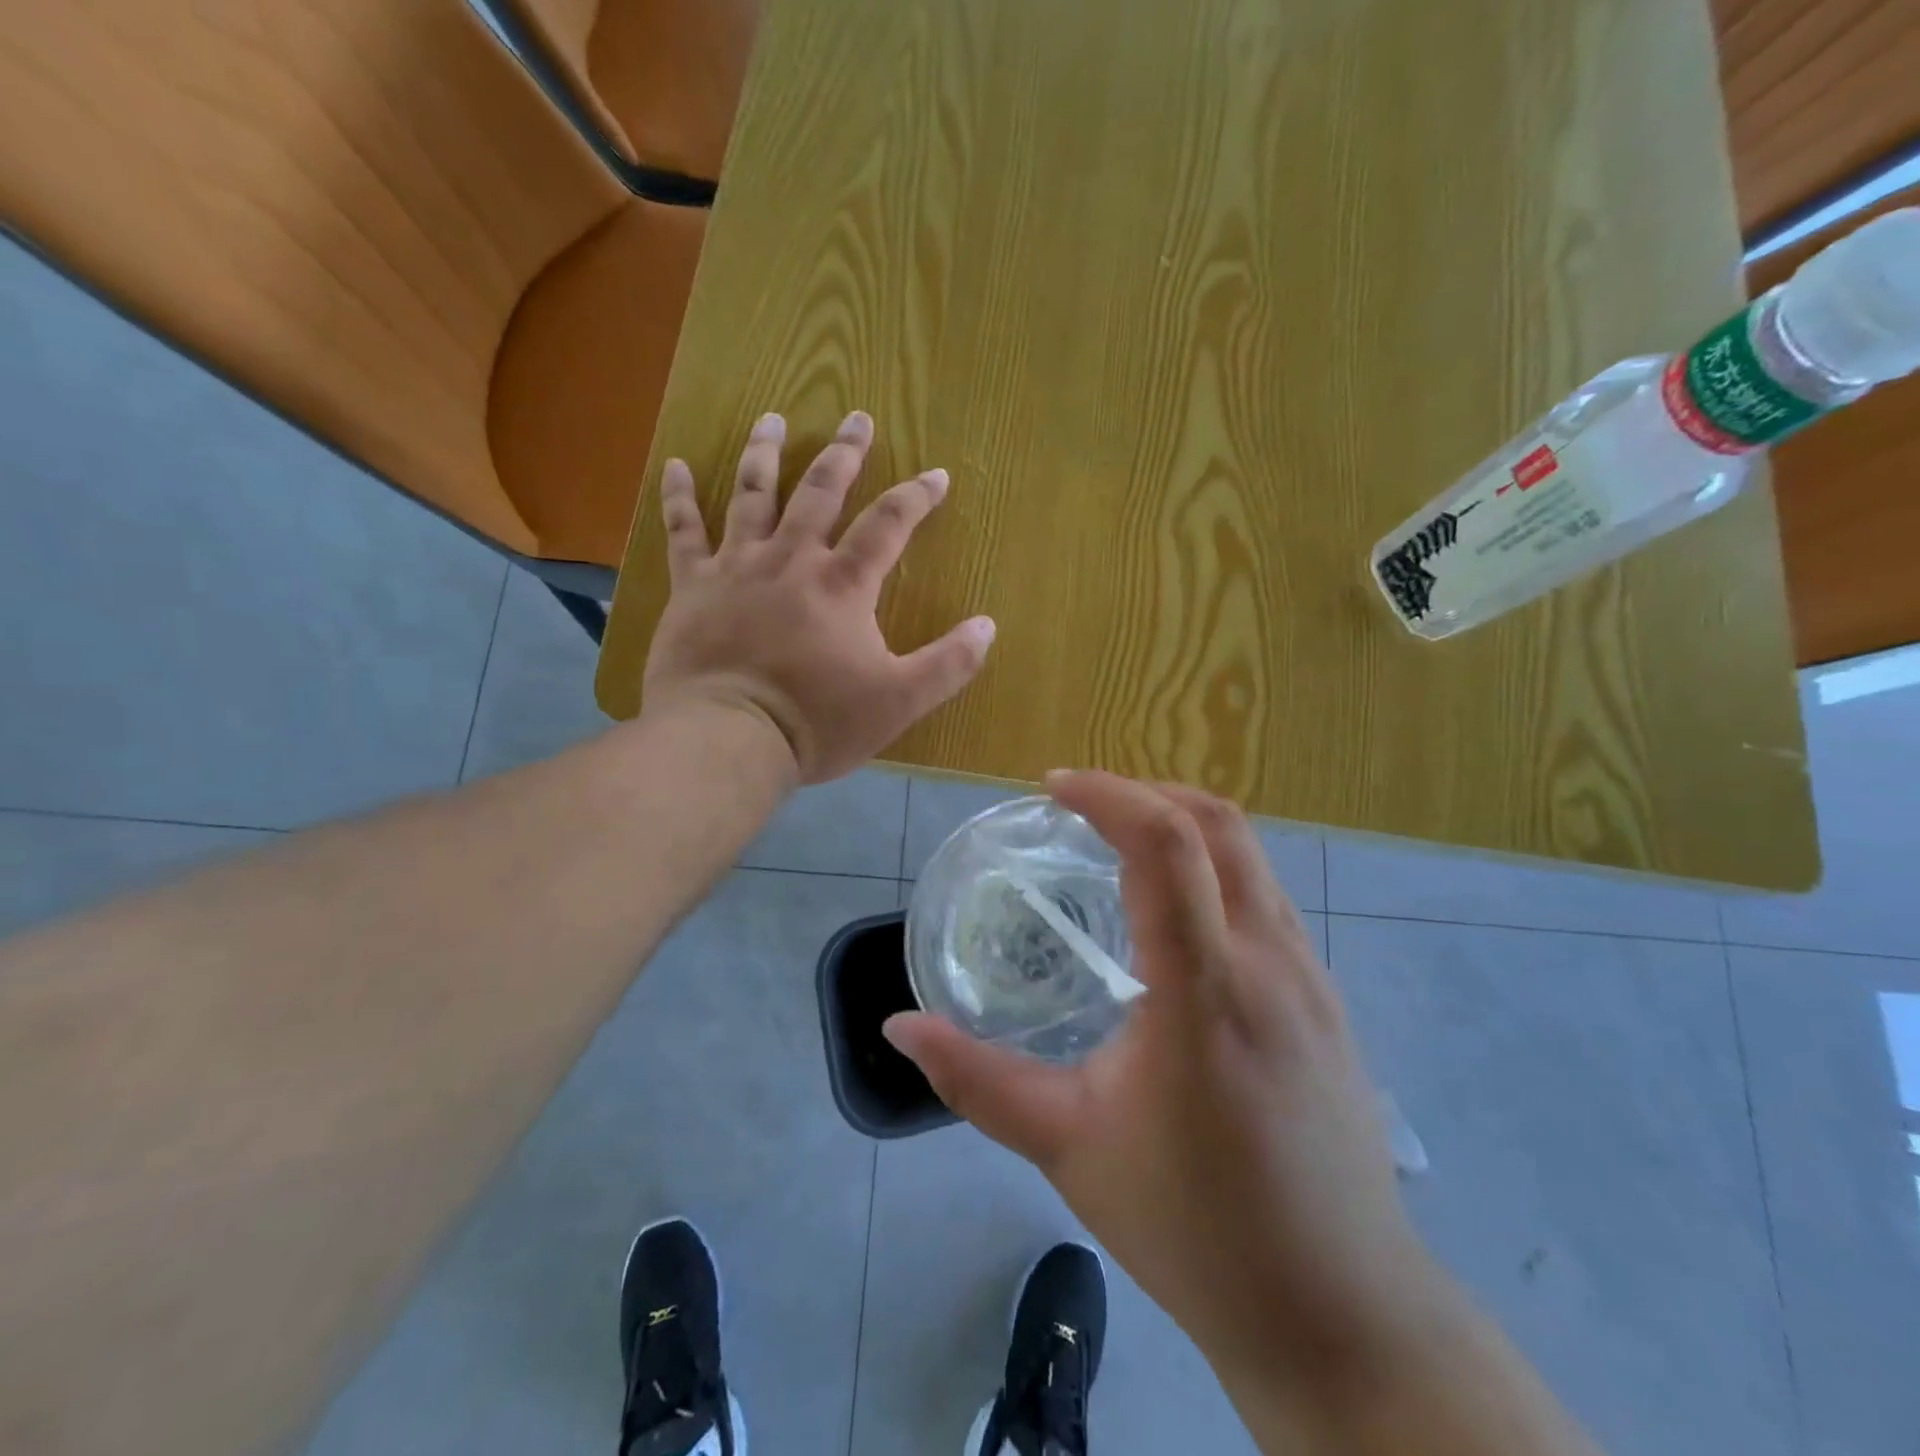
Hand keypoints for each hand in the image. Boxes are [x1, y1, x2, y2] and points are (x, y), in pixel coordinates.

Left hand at [642, 410, 995, 783]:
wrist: (728, 738)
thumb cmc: (817, 721)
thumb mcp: (899, 701)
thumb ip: (948, 664)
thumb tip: (988, 626)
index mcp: (843, 584)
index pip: (888, 524)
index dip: (916, 496)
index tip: (936, 474)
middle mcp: (791, 559)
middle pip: (820, 491)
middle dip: (844, 454)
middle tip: (857, 418)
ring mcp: (736, 567)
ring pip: (752, 495)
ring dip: (765, 453)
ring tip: (773, 418)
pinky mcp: (692, 586)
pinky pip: (683, 531)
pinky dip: (679, 496)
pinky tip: (676, 465)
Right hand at [886, 773, 1449, 1381]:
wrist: (1342, 1313)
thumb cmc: (1194, 1227)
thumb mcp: (1068, 1147)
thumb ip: (976, 1079)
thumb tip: (900, 1028)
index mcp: (1203, 988)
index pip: (1165, 844)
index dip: (1106, 794)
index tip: (1052, 787)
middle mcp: (1270, 961)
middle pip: (1218, 823)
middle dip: (1144, 791)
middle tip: (1081, 806)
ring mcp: (1312, 976)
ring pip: (1250, 855)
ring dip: (1182, 824)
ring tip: (1120, 845)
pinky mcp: (1329, 998)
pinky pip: (1267, 896)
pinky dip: (1214, 867)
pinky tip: (1174, 916)